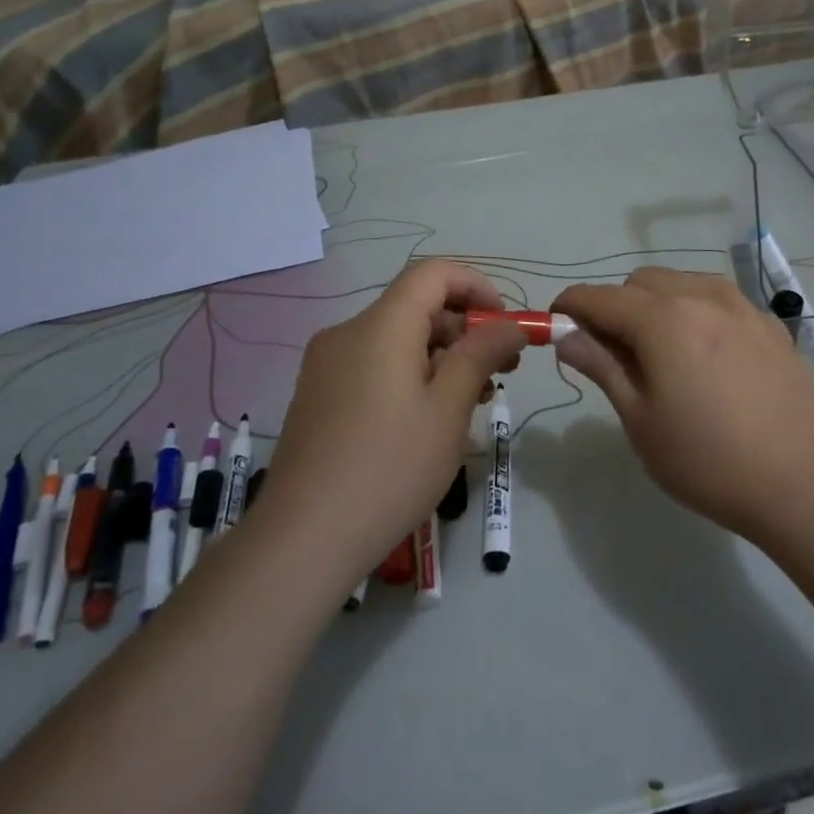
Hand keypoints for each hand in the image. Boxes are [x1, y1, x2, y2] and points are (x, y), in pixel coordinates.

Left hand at [261, 261, 525, 584]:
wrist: (302, 540)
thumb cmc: (389, 468)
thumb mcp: (448, 410)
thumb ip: (481, 355)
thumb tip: (510, 325)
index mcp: (380, 327)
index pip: (433, 274)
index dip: (476, 286)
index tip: (505, 323)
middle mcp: (348, 334)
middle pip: (416, 308)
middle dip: (465, 330)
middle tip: (502, 372)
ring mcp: (327, 366)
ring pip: (397, 341)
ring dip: (442, 358)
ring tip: (473, 402)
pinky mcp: (319, 397)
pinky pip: (374, 367)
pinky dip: (411, 377)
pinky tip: (431, 420)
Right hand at [552, 268, 813, 538]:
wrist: (800, 480)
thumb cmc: (707, 459)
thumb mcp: (641, 419)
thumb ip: (602, 366)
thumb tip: (566, 335)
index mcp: (663, 319)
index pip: (600, 297)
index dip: (571, 305)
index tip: (557, 324)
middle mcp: (702, 297)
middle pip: (641, 282)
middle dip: (615, 306)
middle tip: (612, 352)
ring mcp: (742, 306)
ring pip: (683, 283)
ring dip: (657, 303)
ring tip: (661, 351)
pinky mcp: (770, 324)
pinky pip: (719, 300)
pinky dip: (697, 312)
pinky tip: (707, 354)